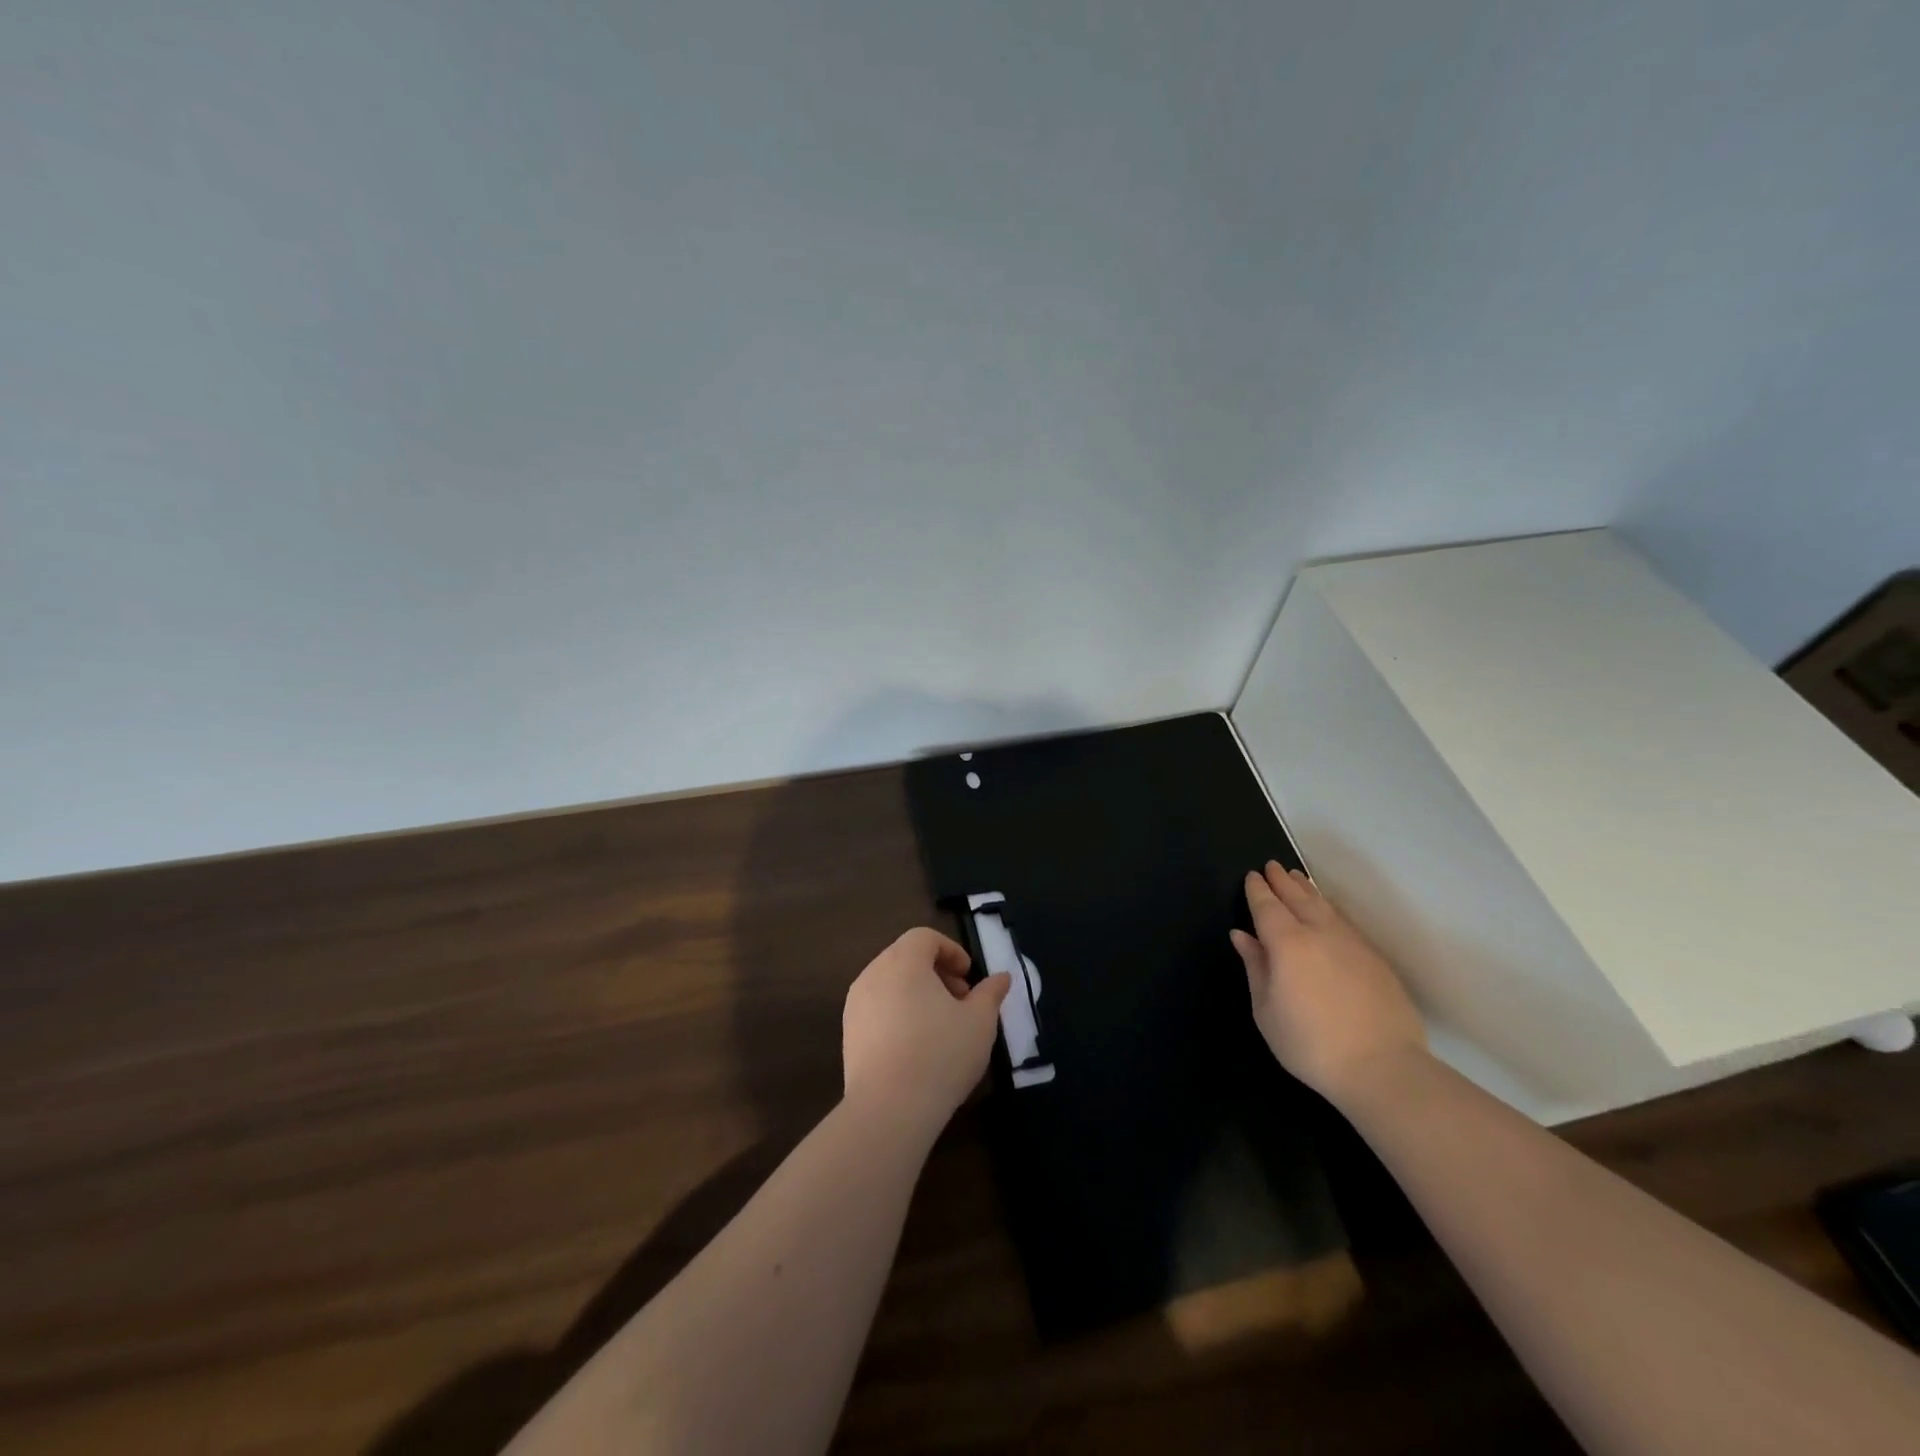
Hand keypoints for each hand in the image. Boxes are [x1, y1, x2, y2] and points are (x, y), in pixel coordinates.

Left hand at [842, 927, 1010, 1133]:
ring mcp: (855, 1004)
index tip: (969, 977)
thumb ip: (991, 993)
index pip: (924, 937)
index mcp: (903, 961)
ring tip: (941, 1026)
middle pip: (906, 957)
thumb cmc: (940, 1054)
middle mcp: (873, 973)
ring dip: (917, 993)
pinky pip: (877, 1008)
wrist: (888, 1109)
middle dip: (936, 972)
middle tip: (960, 1000)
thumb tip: (1001, 977)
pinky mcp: (849, 1034)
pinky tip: (917, 1047)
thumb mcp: (980, 1022)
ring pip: (890, 983)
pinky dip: (898, 1013)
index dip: (951, 950)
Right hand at [1230, 862, 1428, 1104]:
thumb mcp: (1266, 1011)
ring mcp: (1352, 943)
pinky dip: (1330, 909)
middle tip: (1272, 866)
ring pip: (1325, 905)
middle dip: (1282, 881)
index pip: (1267, 906)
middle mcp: (1319, 933)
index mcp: (1287, 943)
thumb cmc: (1311, 1044)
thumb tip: (1242, 936)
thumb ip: (1255, 967)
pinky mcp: (1376, 959)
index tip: (1252, 876)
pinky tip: (1329, 911)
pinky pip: (1346, 922)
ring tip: (1297, 878)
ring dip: (1307, 889)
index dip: (1258, 890)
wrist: (1383, 1068)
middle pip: (1298, 897)